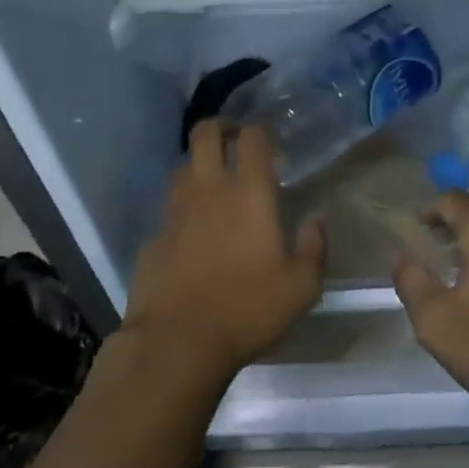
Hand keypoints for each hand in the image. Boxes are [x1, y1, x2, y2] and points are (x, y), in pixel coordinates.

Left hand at [123, 122, 324, 378]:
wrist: (178, 341)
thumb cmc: (247, 309)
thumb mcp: (301, 287)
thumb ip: (313, 248)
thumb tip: (315, 222)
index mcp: (249, 192)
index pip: (252, 138)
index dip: (260, 130)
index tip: (267, 137)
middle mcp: (209, 190)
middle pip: (205, 134)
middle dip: (220, 126)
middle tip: (233, 137)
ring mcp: (175, 211)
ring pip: (182, 167)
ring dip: (198, 164)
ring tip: (213, 180)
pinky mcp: (153, 237)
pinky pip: (169, 210)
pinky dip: (182, 209)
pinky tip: (192, 232)